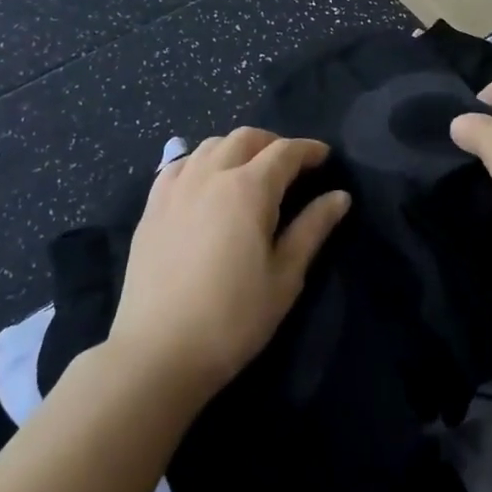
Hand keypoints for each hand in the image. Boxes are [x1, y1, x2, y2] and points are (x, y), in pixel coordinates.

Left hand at [108, 128, 349, 404]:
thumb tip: (340, 196)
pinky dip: (199, 162)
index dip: (308, 150)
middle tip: (290, 165)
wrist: (158, 354)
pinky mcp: (151, 207)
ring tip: (249, 170)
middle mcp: (211, 175)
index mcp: (249, 188)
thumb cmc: (233, 318)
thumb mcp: (285, 277)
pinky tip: (205, 182)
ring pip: (210, 145)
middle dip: (273, 143)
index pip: (285, 151)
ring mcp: (176, 188)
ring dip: (236, 148)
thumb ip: (312, 228)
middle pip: (246, 138)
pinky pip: (178, 165)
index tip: (324, 157)